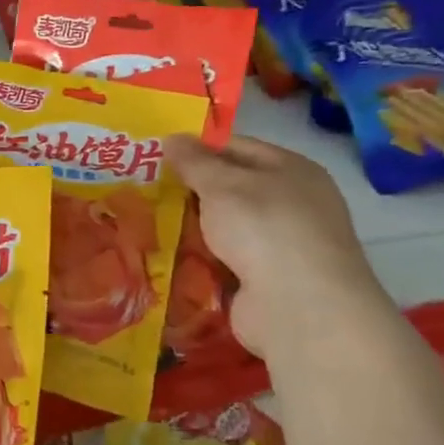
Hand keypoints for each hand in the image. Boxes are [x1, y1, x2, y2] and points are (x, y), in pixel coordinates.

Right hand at [164, 134, 392, 358]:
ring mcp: (281, 246)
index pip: (237, 147)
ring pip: (225, 228)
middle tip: (145, 191)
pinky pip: (225, 263)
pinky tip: (168, 260)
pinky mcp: (266, 282)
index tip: (157, 156)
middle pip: (231, 190)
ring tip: (146, 225)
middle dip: (190, 192)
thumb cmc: (264, 228)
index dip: (198, 149)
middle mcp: (292, 204)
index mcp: (291, 169)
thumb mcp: (222, 184)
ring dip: (192, 229)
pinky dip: (201, 262)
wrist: (298, 307)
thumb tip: (171, 138)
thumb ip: (194, 161)